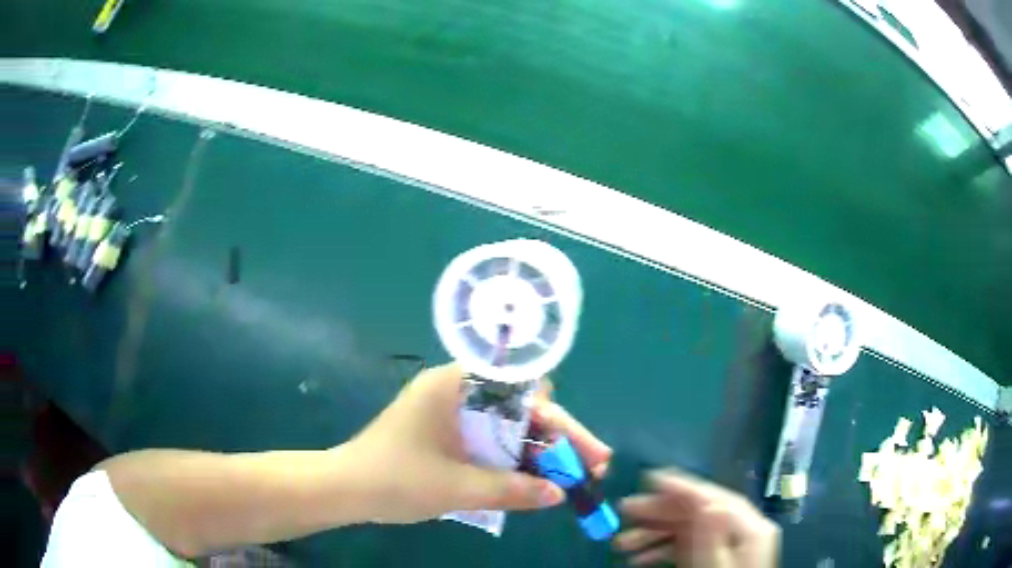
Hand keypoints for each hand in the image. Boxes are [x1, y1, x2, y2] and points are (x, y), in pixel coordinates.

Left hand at [346, 363, 611, 522]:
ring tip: (567, 480)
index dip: (561, 421)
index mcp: (456, 386)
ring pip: (508, 426)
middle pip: (521, 408)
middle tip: (587, 467)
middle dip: (557, 438)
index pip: (525, 391)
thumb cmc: (396, 479)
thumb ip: (512, 489)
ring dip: (537, 451)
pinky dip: (512, 459)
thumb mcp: (458, 487)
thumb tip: (559, 495)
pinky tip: (531, 481)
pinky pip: (489, 441)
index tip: (586, 450)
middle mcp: (456, 391)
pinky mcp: (444, 433)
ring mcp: (449, 412)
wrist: (344, 489)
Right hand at [616, 470, 779, 566]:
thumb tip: (707, 502)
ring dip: (654, 534)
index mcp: (749, 529)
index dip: (682, 486)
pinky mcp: (713, 558)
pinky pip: (687, 546)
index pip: (714, 498)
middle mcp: (739, 531)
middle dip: (659, 511)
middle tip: (624, 510)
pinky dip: (662, 550)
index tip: (648, 478)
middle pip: (698, 512)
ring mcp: (725, 545)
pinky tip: (638, 559)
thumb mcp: (715, 567)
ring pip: (688, 529)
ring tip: (621, 544)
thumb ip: (712, 538)